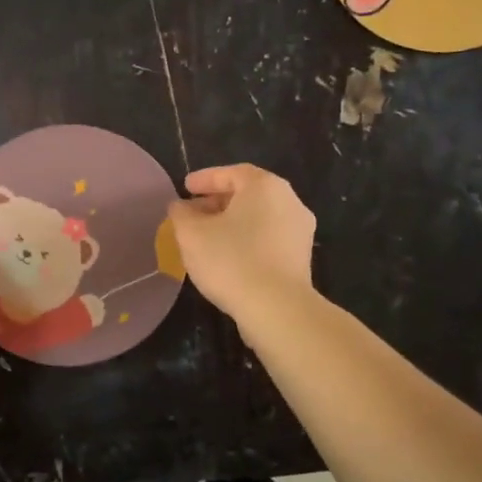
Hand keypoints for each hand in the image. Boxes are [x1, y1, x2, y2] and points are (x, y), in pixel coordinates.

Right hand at [165, 164, 315, 322]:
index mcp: (265, 186)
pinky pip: (269, 238)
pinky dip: (247, 239)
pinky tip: (228, 256)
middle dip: (217, 201)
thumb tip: (180, 207)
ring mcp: (300, 230)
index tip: (185, 187)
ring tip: (207, 237)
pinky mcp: (301, 258)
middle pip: (248, 194)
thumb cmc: (231, 260)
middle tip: (192, 213)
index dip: (204, 179)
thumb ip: (181, 214)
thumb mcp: (192, 234)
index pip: (231, 173)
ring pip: (259, 217)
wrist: (277, 308)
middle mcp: (289, 201)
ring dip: (232, 222)